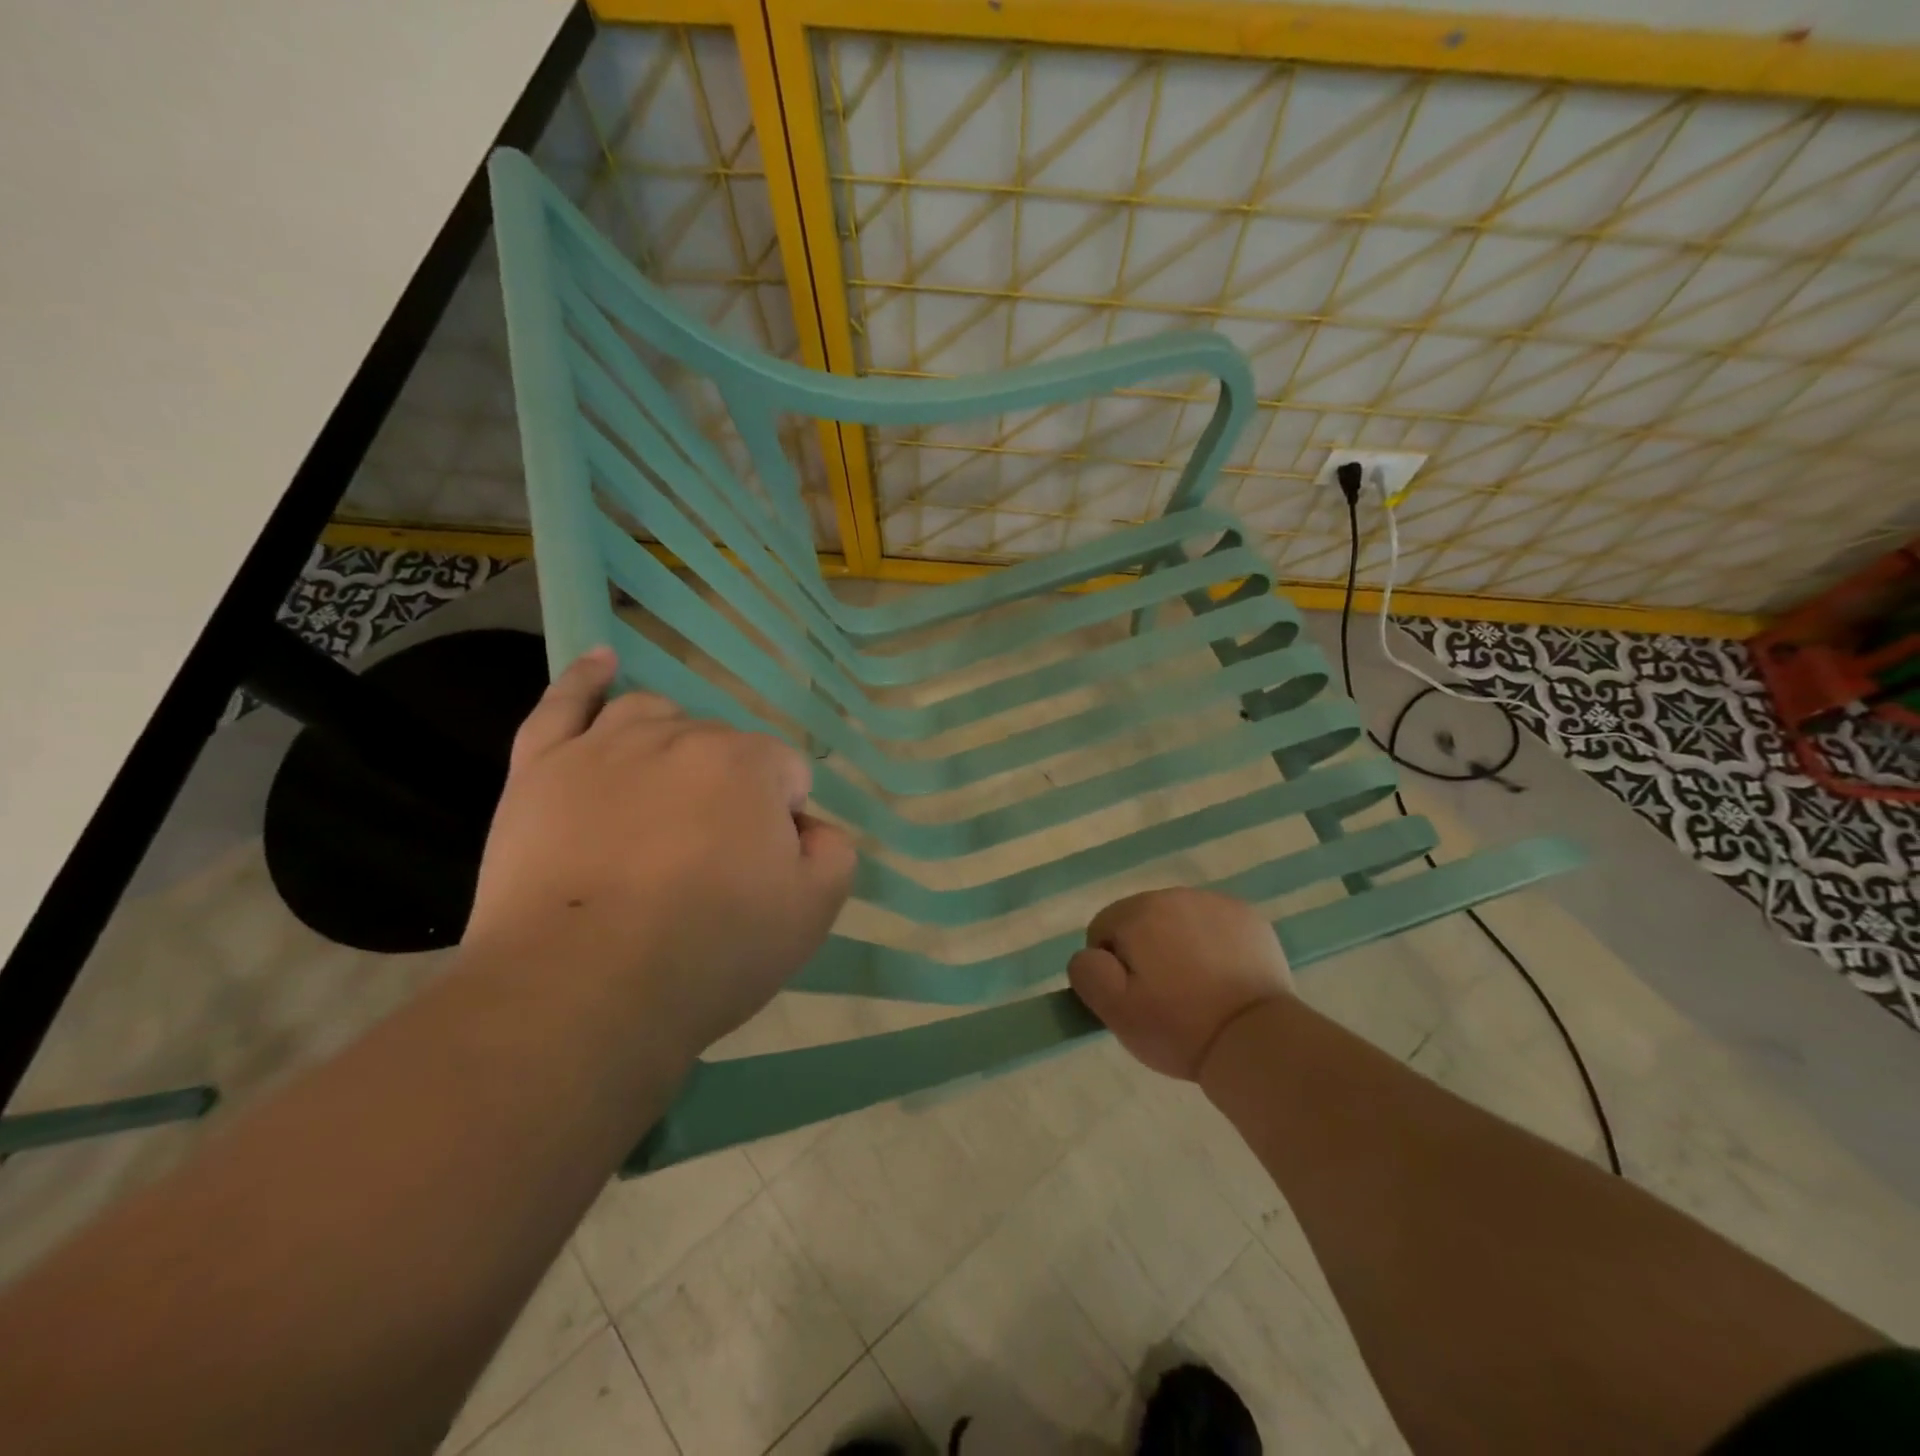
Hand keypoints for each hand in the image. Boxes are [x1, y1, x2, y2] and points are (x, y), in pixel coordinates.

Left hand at [465, 647, 856, 1061]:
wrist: (581, 990)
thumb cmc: (710, 951)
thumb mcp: (812, 912)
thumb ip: (834, 852)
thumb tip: (809, 828)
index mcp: (749, 764)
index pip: (787, 772)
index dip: (783, 820)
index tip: (761, 871)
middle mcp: (682, 736)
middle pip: (722, 745)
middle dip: (728, 790)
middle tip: (710, 860)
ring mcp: (604, 746)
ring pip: (654, 717)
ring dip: (674, 744)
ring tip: (667, 798)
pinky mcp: (541, 768)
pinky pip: (564, 704)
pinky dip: (586, 679)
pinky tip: (602, 662)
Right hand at [1068, 888, 1293, 1080]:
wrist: (1256, 1040)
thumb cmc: (1179, 1027)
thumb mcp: (1115, 1011)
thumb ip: (1087, 972)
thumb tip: (1090, 954)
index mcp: (1138, 913)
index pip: (1103, 929)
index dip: (1111, 967)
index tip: (1135, 997)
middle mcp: (1175, 895)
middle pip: (1140, 920)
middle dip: (1144, 952)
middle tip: (1164, 996)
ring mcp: (1216, 903)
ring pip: (1178, 921)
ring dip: (1177, 945)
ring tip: (1197, 989)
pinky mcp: (1248, 918)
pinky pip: (1213, 925)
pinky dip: (1212, 944)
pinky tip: (1223, 978)